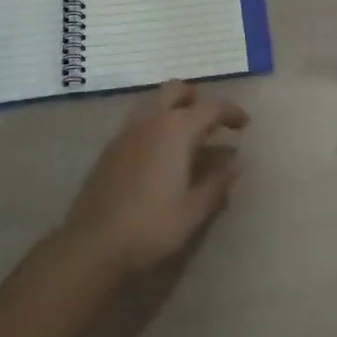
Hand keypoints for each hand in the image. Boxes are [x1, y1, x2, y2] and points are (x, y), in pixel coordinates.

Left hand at [60, 82, 248, 274]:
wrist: (92, 245)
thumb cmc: (151, 226)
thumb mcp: (194, 210)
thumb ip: (217, 182)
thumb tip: (235, 162)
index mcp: (176, 129)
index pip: (211, 107)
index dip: (231, 112)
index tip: (244, 124)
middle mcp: (151, 120)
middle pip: (176, 90)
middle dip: (197, 99)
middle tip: (212, 121)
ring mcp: (126, 132)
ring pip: (154, 103)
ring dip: (174, 110)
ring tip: (188, 137)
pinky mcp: (110, 148)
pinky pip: (139, 122)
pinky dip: (156, 126)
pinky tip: (161, 155)